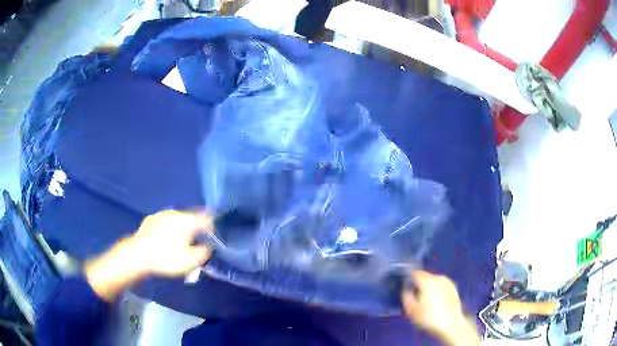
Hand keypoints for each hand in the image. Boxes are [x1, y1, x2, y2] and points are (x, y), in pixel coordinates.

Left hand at [130, 210, 212, 276]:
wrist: (138, 255)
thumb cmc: (166, 258)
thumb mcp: (191, 261)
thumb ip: (204, 253)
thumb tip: (209, 246)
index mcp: (188, 221)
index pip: (207, 218)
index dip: (213, 226)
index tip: (214, 234)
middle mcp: (176, 213)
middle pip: (192, 217)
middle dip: (196, 227)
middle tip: (198, 239)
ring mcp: (162, 214)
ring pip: (178, 219)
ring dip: (183, 227)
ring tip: (181, 240)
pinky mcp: (151, 219)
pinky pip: (166, 221)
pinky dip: (170, 228)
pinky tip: (166, 239)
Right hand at [402, 270, 478, 345]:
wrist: (451, 323)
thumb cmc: (429, 317)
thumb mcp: (412, 310)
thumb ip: (406, 297)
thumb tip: (406, 289)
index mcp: (427, 281)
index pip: (415, 273)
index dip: (409, 278)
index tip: (405, 286)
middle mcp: (438, 278)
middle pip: (425, 277)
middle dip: (419, 284)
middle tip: (415, 296)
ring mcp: (447, 282)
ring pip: (434, 281)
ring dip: (429, 287)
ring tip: (425, 301)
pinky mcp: (453, 288)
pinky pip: (441, 286)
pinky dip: (437, 291)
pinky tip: (436, 302)